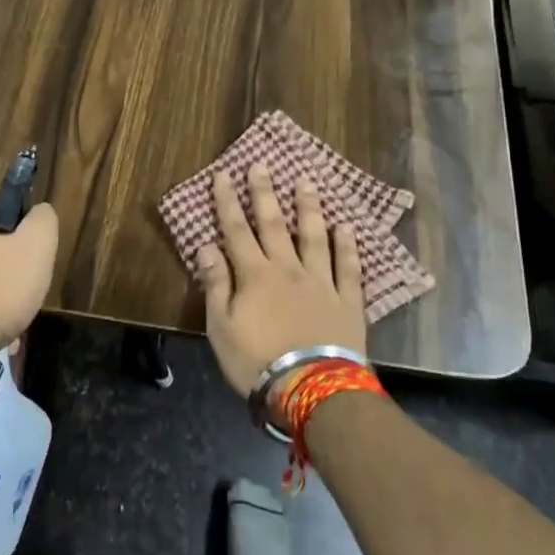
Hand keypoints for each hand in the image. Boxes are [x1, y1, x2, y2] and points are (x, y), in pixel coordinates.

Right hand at [196, 163, 366, 395]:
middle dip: (264, 193)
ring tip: (306, 183)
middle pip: (273, 225)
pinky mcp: (347, 300)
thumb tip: (206, 247)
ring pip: (313, 237)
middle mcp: (287, 268)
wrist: (312, 389)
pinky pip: (348, 267)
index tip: (223, 175)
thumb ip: (216, 284)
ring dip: (308, 208)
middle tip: (261, 165)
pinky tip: (346, 227)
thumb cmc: (257, 360)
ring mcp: (320, 282)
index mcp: (254, 275)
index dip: (227, 202)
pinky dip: (347, 245)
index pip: (235, 230)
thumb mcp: (221, 327)